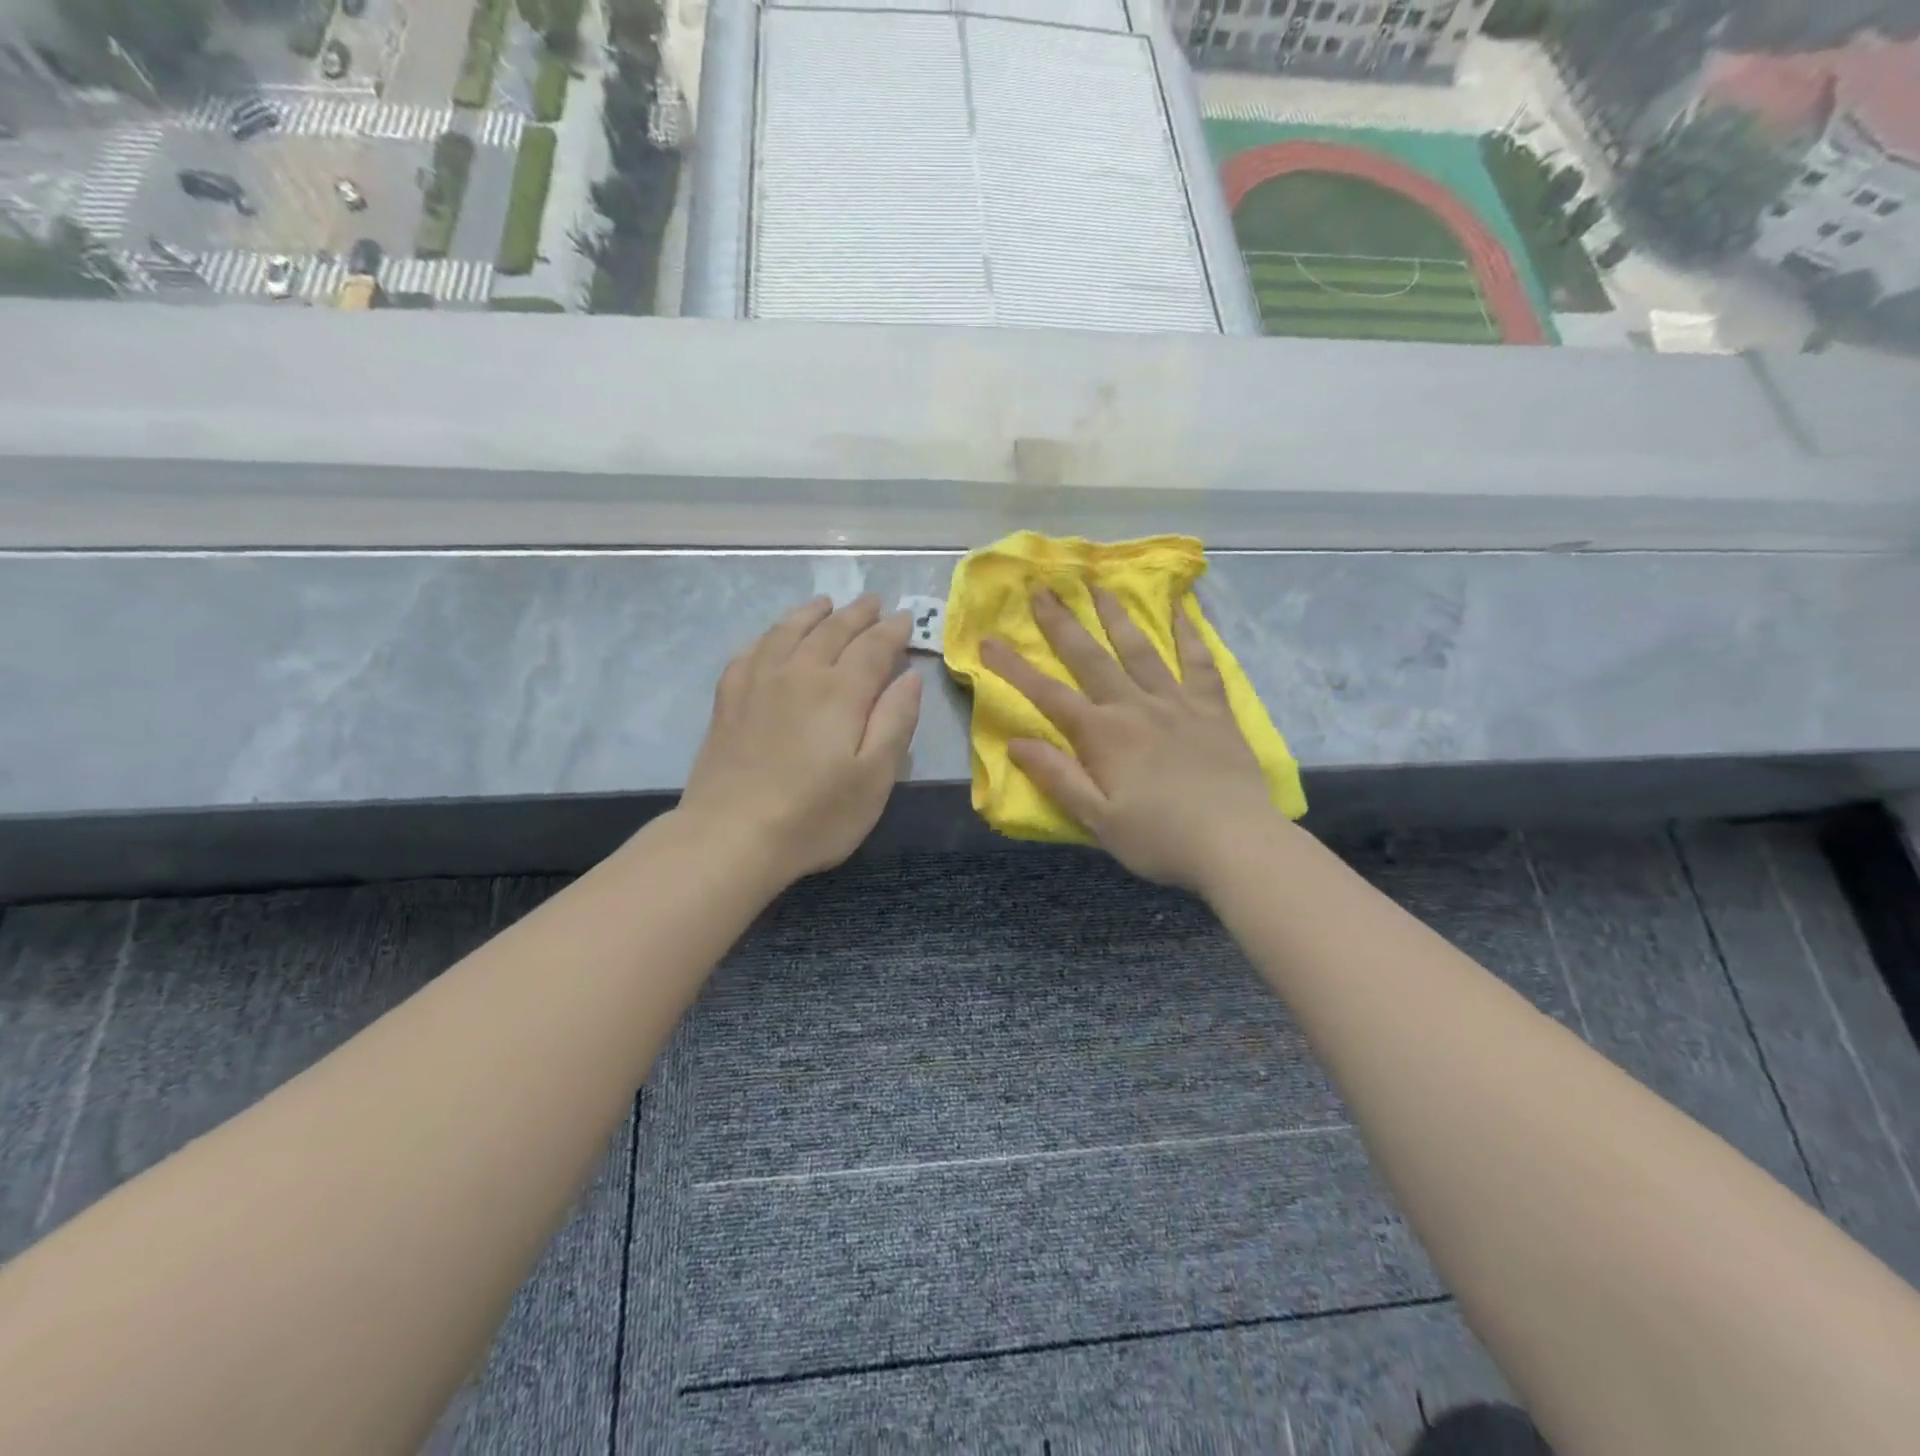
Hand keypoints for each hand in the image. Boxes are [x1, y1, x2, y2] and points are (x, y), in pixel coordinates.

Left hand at [681, 595, 922, 883]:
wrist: (731, 836)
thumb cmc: (815, 815)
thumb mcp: (875, 777)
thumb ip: (896, 721)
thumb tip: (909, 676)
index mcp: (841, 690)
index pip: (873, 646)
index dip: (892, 630)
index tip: (905, 618)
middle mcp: (799, 672)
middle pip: (832, 630)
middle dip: (857, 614)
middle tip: (873, 602)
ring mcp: (758, 681)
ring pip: (789, 630)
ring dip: (813, 613)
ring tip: (826, 604)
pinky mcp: (728, 698)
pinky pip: (752, 649)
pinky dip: (770, 634)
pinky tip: (773, 637)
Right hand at [980, 587, 1273, 893]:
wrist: (1235, 842)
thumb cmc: (1159, 838)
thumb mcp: (1097, 819)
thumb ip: (1057, 777)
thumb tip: (1015, 742)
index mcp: (1102, 735)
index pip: (1048, 695)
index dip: (1014, 668)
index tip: (988, 641)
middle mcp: (1134, 707)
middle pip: (1091, 658)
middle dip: (1062, 623)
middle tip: (1042, 589)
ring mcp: (1176, 702)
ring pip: (1140, 649)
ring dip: (1116, 615)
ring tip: (1099, 585)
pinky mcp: (1212, 708)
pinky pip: (1199, 662)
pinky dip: (1189, 633)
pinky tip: (1181, 609)